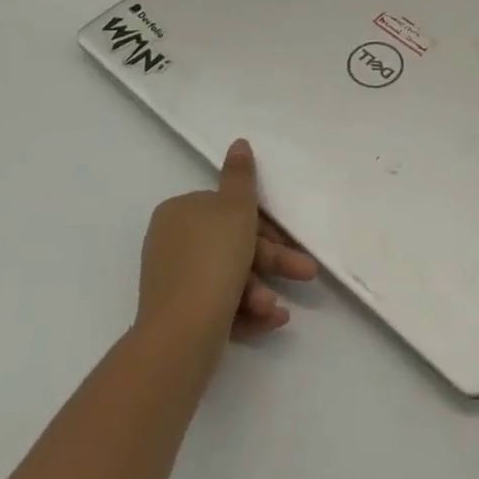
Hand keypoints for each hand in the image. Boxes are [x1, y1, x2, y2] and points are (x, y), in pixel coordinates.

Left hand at [135, 139, 317, 352]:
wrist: (181, 335)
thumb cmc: (214, 260)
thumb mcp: (235, 209)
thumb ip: (241, 176)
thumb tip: (239, 143)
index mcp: (180, 212)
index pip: (229, 209)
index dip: (264, 224)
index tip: (289, 239)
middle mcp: (172, 243)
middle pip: (233, 244)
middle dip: (272, 261)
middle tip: (306, 272)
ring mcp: (173, 282)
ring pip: (229, 278)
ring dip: (260, 290)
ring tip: (277, 309)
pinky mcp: (178, 316)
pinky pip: (220, 305)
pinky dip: (247, 310)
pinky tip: (272, 319)